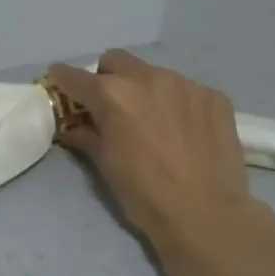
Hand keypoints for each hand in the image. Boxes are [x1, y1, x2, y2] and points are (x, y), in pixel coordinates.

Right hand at [46, 50, 274, 256]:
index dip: (62, 80)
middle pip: (115, 61)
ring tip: (153, 122)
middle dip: (106, 78)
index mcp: (113, 95)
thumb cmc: (144, 194)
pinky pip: (186, 90)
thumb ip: (87, 136)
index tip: (59, 86)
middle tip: (110, 106)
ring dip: (144, 90)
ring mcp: (185, 84)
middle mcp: (148, 78)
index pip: (74, 76)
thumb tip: (74, 127)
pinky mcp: (214, 96)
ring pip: (153, 74)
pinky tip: (183, 131)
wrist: (206, 214)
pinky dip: (176, 103)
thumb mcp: (105, 166)